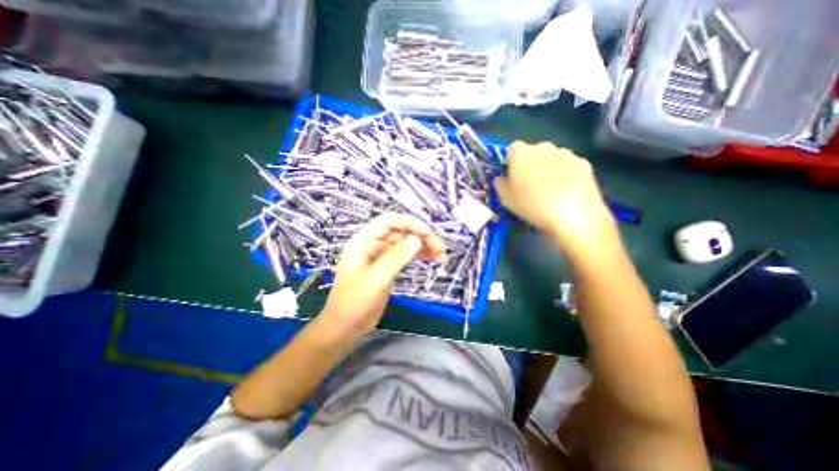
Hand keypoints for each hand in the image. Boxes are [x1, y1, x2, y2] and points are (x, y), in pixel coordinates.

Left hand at [318, 213, 444, 338]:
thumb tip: (418, 239)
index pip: (389, 222)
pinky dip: (420, 255)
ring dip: (424, 246)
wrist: (346, 327)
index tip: (427, 233)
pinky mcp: (389, 267)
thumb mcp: (376, 279)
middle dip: (421, 236)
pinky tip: (433, 259)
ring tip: (441, 256)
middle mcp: (373, 245)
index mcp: (364, 241)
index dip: (409, 223)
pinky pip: (407, 255)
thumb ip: (396, 257)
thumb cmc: (354, 302)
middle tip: (441, 248)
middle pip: (401, 231)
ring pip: (406, 243)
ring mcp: (382, 256)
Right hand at [493, 142, 614, 252]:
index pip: (513, 149)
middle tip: (531, 184)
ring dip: (549, 168)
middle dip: (531, 164)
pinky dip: (566, 174)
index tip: (513, 176)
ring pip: (552, 158)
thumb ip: (500, 184)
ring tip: (550, 190)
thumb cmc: (531, 205)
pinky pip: (569, 166)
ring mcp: (566, 153)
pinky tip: (566, 191)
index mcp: (521, 153)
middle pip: (533, 152)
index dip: (512, 162)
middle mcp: (543, 147)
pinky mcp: (583, 163)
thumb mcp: (505, 198)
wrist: (571, 215)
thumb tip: (502, 178)